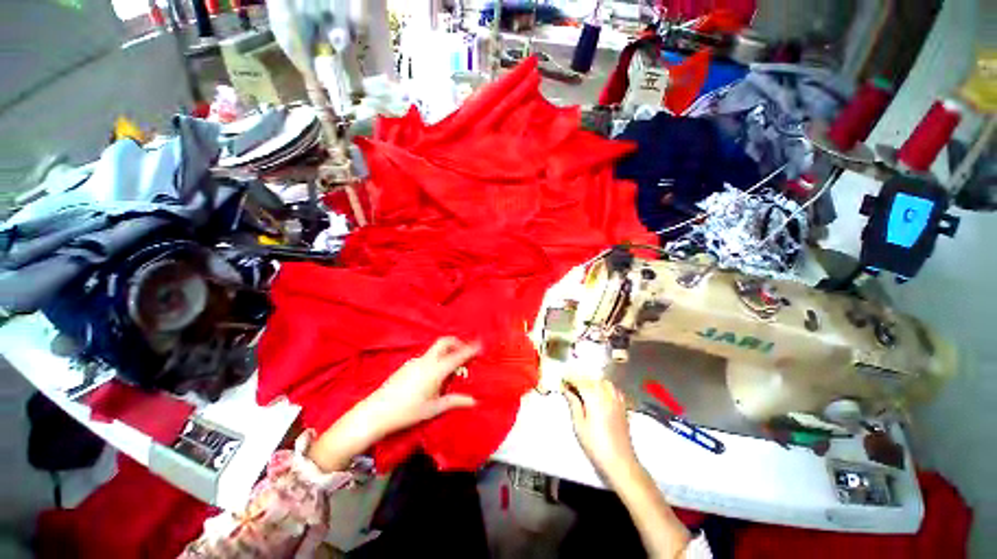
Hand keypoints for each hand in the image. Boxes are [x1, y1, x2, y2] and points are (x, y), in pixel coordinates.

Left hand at [363, 337, 480, 435]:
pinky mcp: (407, 365)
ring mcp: (415, 361)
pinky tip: (434, 378)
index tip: (480, 345)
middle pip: (445, 342)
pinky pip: (427, 357)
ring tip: (451, 373)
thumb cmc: (408, 412)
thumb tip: (474, 401)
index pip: (458, 355)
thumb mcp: (434, 408)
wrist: (376, 412)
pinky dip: (437, 360)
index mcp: (436, 370)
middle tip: (465, 354)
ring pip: (436, 350)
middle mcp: (426, 361)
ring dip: (447, 353)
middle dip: (457, 343)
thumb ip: (454, 401)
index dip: (470, 349)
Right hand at [563, 374, 639, 483]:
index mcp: (594, 398)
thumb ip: (574, 404)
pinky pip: (614, 390)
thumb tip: (567, 390)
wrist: (620, 462)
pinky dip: (605, 388)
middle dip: (581, 380)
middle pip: (592, 380)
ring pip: (604, 383)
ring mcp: (617, 401)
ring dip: (593, 382)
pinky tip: (601, 395)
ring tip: (584, 389)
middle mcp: (607, 395)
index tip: (562, 381)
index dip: (570, 379)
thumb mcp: (579, 425)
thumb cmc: (596, 446)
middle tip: (570, 386)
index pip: (580, 381)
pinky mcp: (623, 408)